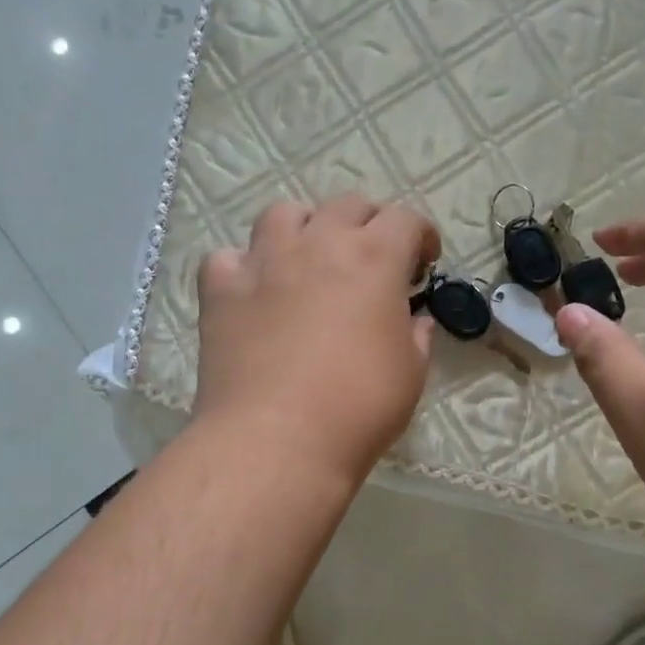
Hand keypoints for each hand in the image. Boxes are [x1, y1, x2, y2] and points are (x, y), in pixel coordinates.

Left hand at [194, 194, 440, 486]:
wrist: (276, 439)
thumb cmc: (358, 407)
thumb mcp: (410, 374)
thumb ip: (416, 337)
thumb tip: (415, 321)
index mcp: (374, 258)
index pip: (406, 219)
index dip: (421, 235)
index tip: (423, 263)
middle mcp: (318, 244)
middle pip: (347, 206)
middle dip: (368, 225)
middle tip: (373, 260)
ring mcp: (264, 262)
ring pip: (283, 214)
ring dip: (304, 228)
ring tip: (309, 258)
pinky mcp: (222, 290)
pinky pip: (228, 257)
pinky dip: (243, 266)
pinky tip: (253, 290)